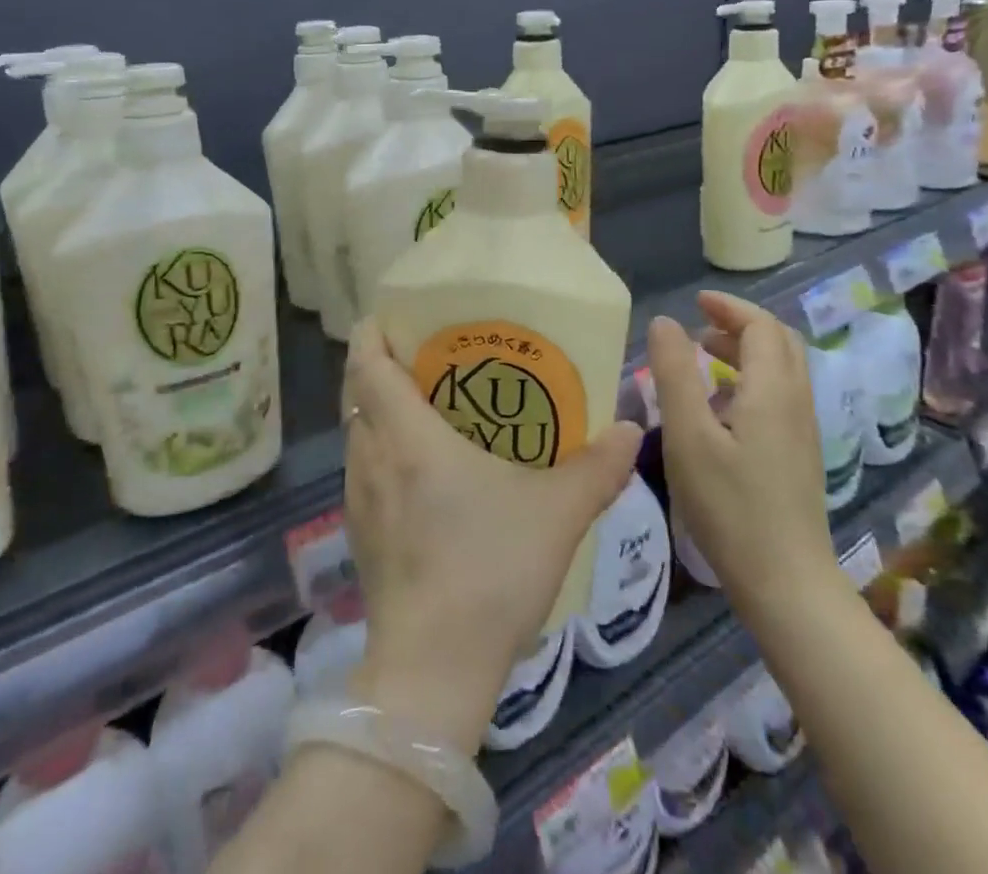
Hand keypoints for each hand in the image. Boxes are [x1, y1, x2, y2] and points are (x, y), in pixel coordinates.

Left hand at [339, 319, 643, 751]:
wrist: (433, 672)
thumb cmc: (489, 569)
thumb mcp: (557, 513)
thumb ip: (597, 467)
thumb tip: (629, 427)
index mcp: (407, 436)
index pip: (367, 363)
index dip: (372, 332)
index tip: (393, 315)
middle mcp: (371, 457)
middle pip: (358, 392)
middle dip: (381, 365)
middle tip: (425, 355)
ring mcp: (358, 500)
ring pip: (359, 433)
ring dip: (382, 410)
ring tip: (427, 406)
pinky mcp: (359, 536)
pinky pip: (364, 470)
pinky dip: (383, 451)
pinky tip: (423, 473)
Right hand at [650, 293, 841, 629]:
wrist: (786, 583)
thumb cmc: (730, 506)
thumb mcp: (688, 435)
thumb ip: (674, 373)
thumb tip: (665, 322)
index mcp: (772, 389)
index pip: (760, 325)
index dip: (729, 307)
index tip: (695, 303)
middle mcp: (796, 401)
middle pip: (779, 341)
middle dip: (740, 324)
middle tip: (700, 325)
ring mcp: (803, 430)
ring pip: (782, 369)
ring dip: (746, 351)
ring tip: (703, 359)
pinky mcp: (800, 454)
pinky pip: (781, 395)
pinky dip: (752, 379)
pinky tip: (720, 408)